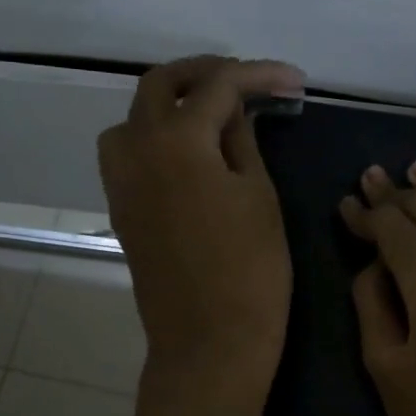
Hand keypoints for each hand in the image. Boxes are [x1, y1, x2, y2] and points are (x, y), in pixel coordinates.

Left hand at [99, 56, 304, 397]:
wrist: (209, 342)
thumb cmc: (250, 270)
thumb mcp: (259, 196)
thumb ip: (242, 143)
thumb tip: (235, 113)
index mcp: (176, 140)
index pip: (218, 86)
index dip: (259, 76)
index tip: (294, 81)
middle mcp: (136, 149)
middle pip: (160, 84)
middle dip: (205, 73)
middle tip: (247, 81)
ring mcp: (121, 180)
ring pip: (134, 116)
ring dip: (170, 102)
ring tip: (213, 114)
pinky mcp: (121, 208)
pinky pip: (128, 151)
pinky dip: (156, 136)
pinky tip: (190, 153)